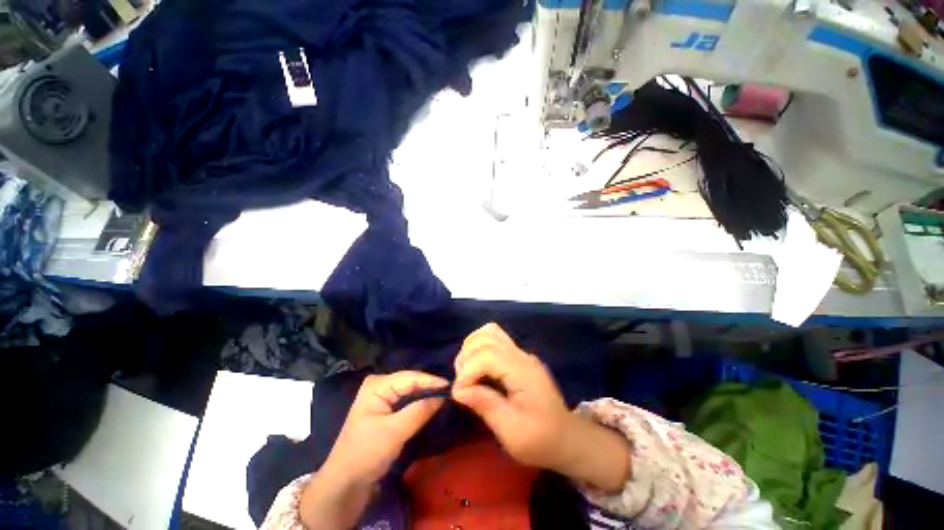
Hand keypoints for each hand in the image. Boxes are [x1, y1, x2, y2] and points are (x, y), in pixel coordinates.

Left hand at [324, 371, 448, 483]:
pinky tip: (430, 404)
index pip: (410, 377)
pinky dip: (418, 402)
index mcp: (377, 385)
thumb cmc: (366, 453)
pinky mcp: (384, 410)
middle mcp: (379, 386)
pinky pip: (406, 401)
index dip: (431, 380)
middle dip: (429, 386)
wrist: (344, 483)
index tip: (452, 385)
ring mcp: (381, 398)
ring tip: (445, 395)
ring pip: (409, 391)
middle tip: (451, 390)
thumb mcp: (395, 431)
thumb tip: (442, 396)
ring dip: (425, 394)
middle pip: (410, 381)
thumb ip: (419, 411)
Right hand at [451, 323, 573, 469]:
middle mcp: (522, 356)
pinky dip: (479, 347)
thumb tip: (458, 390)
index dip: (468, 371)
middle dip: (467, 356)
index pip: (488, 355)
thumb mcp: (512, 432)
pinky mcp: (518, 357)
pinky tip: (475, 367)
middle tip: (461, 382)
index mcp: (523, 372)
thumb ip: (485, 405)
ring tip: (465, 372)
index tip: (459, 394)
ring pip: (491, 332)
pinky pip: (494, 340)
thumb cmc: (541, 439)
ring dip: (472, 348)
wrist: (567, 438)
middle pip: (488, 337)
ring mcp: (521, 354)